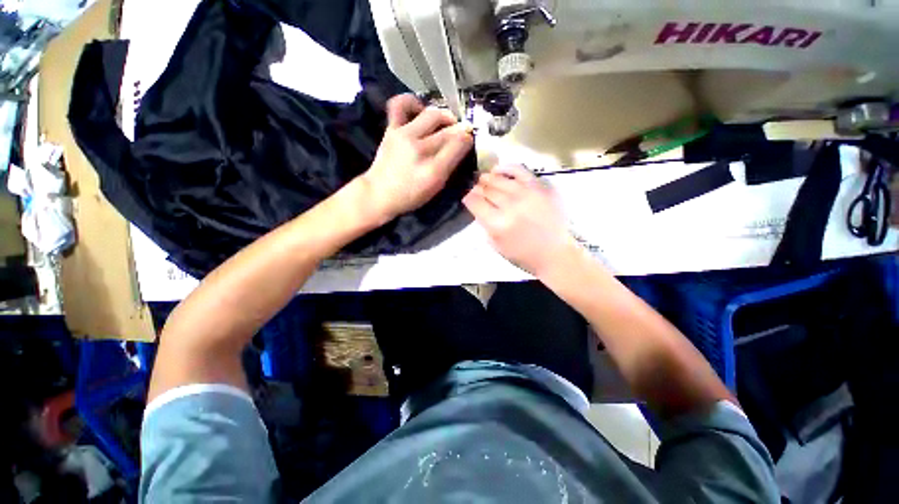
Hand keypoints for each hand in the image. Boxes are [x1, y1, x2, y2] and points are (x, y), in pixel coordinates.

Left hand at [361, 94, 473, 222]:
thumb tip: (463, 143)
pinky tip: (420, 110)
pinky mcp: (391, 129)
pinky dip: (412, 102)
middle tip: (460, 133)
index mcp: (433, 169)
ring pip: (432, 114)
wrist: (379, 193)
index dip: (468, 139)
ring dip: (444, 116)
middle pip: (448, 130)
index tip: (469, 140)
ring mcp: (403, 135)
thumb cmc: (411, 195)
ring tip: (445, 122)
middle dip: (459, 129)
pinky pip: (400, 105)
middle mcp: (420, 149)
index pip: (459, 144)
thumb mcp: (436, 186)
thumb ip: (450, 165)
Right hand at [463, 164, 577, 276]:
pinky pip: (519, 170)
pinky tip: (498, 170)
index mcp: (497, 224)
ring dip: (488, 178)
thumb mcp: (496, 245)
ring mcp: (526, 194)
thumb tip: (478, 205)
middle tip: (475, 189)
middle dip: (477, 188)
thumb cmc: (522, 254)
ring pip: (499, 179)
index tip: (467, 197)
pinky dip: (506, 168)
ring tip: (484, 179)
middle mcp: (510, 206)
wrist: (553, 252)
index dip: (468, 198)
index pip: (475, 202)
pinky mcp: (540, 187)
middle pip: (486, 189)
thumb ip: (484, 224)